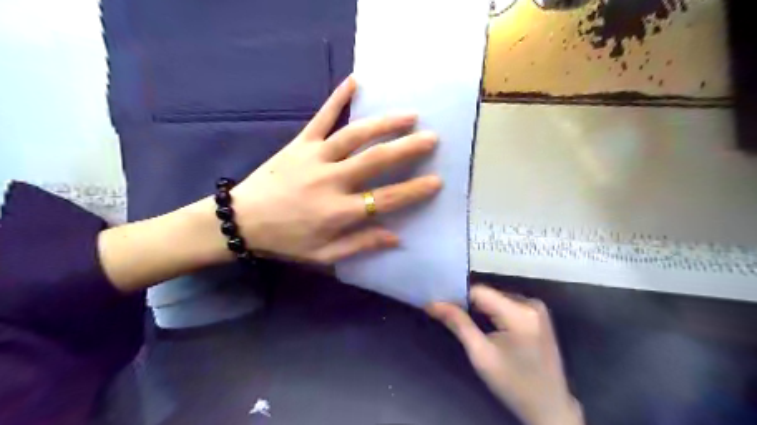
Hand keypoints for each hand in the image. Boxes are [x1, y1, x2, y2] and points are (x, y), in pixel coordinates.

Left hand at [100, 77, 444, 292]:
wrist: (241, 220)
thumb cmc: (286, 241)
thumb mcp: (323, 256)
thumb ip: (360, 245)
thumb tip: (396, 238)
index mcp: (338, 212)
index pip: (385, 200)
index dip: (413, 191)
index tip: (436, 181)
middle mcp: (331, 181)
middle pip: (375, 161)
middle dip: (407, 149)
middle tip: (432, 138)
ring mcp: (314, 157)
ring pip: (354, 136)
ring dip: (384, 124)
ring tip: (409, 115)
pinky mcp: (299, 143)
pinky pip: (321, 118)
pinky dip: (338, 98)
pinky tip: (355, 80)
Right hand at [428, 286, 580, 424]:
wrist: (549, 407)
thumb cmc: (513, 383)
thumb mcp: (481, 355)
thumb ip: (457, 324)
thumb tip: (432, 303)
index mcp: (520, 313)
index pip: (479, 292)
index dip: (457, 296)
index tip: (439, 305)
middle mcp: (531, 303)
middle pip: (488, 294)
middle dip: (468, 304)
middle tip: (449, 315)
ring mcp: (537, 308)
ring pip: (496, 298)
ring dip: (480, 308)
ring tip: (465, 321)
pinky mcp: (538, 314)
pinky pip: (506, 305)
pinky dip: (493, 312)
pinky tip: (486, 325)